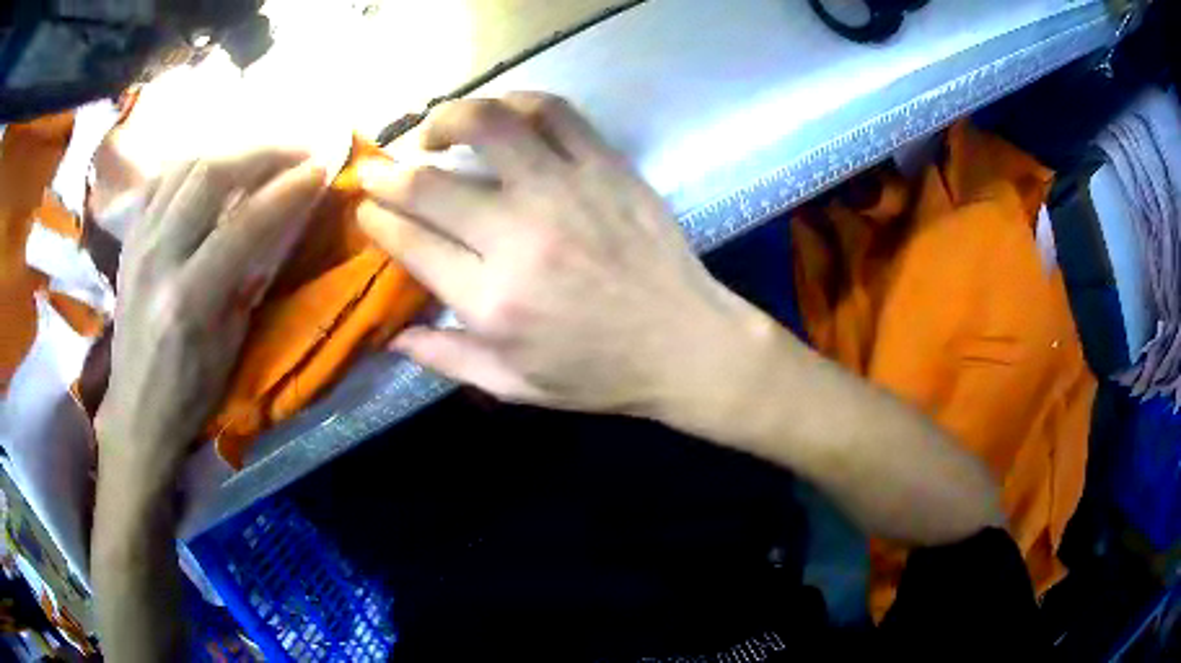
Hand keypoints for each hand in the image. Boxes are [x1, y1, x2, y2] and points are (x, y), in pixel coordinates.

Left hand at [94, 150, 326, 484]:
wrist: (136, 408)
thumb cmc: (189, 391)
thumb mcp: (230, 346)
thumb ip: (249, 279)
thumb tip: (277, 226)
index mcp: (189, 298)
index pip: (245, 222)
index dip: (288, 189)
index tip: (321, 168)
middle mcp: (159, 257)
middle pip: (211, 174)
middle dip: (263, 152)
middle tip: (298, 149)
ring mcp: (139, 241)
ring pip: (185, 165)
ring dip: (230, 150)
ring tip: (260, 153)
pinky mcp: (130, 238)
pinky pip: (161, 179)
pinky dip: (192, 164)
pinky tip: (213, 167)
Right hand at [358, 93, 765, 418]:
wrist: (686, 344)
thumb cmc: (600, 374)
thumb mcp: (515, 386)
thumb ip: (447, 359)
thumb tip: (390, 336)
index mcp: (493, 302)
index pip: (412, 243)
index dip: (377, 219)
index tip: (365, 207)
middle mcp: (521, 238)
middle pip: (431, 185)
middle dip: (387, 173)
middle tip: (376, 168)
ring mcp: (566, 193)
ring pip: (489, 127)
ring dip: (446, 119)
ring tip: (432, 132)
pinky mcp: (606, 168)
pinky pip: (555, 112)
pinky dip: (518, 102)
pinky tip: (502, 114)